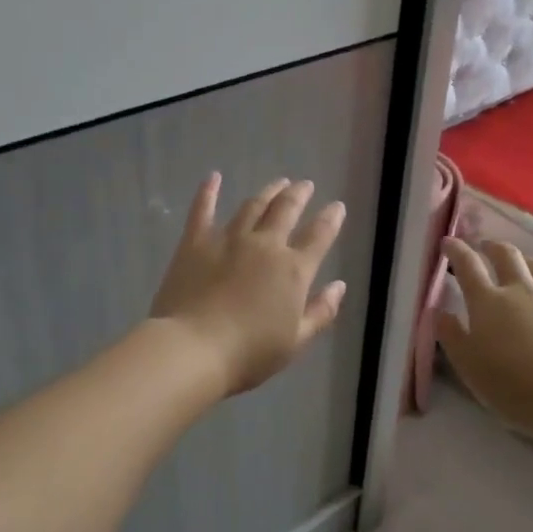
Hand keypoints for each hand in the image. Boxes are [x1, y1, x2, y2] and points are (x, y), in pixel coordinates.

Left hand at [149, 174, 347, 396]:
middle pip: (286, 210)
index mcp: (293, 270)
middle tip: (305, 184)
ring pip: (252, 206)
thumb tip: (339, 286)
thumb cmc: (249, 353)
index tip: (337, 206)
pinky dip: (208, 192)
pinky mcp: (195, 242)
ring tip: (277, 183)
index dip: (331, 219)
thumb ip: (321, 312)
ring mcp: (228, 239)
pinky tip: (213, 177)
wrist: (193, 349)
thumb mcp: (295, 341)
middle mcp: (265, 245)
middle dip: (299, 194)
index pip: (319, 236)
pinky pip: (203, 210)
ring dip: (268, 192)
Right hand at [437, 239, 532, 434]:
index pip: (468, 265)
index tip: (448, 242)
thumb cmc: (511, 385)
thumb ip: (451, 335)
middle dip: (493, 247)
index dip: (456, 250)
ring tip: (524, 267)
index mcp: (488, 302)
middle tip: (486, 247)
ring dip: (528, 263)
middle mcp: (522, 290)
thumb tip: (439, 312)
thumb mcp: (468, 365)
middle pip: (508, 255)